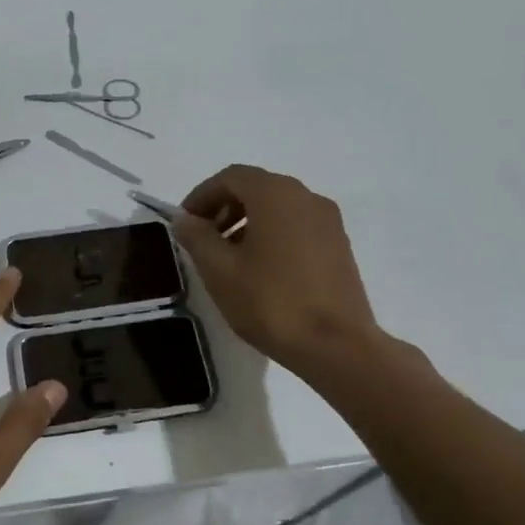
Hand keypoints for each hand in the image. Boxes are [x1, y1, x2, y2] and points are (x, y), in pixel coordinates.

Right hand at [173, 164, 382, 377]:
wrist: (337, 346)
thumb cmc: (271, 303)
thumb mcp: (220, 271)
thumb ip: (197, 238)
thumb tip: (185, 219)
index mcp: (275, 194)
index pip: (230, 177)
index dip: (201, 195)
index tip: (185, 223)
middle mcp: (306, 197)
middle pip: (256, 188)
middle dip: (224, 208)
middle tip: (203, 239)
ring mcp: (328, 221)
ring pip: (277, 207)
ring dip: (247, 222)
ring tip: (228, 258)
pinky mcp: (339, 245)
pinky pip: (296, 226)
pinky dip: (271, 234)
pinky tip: (259, 269)